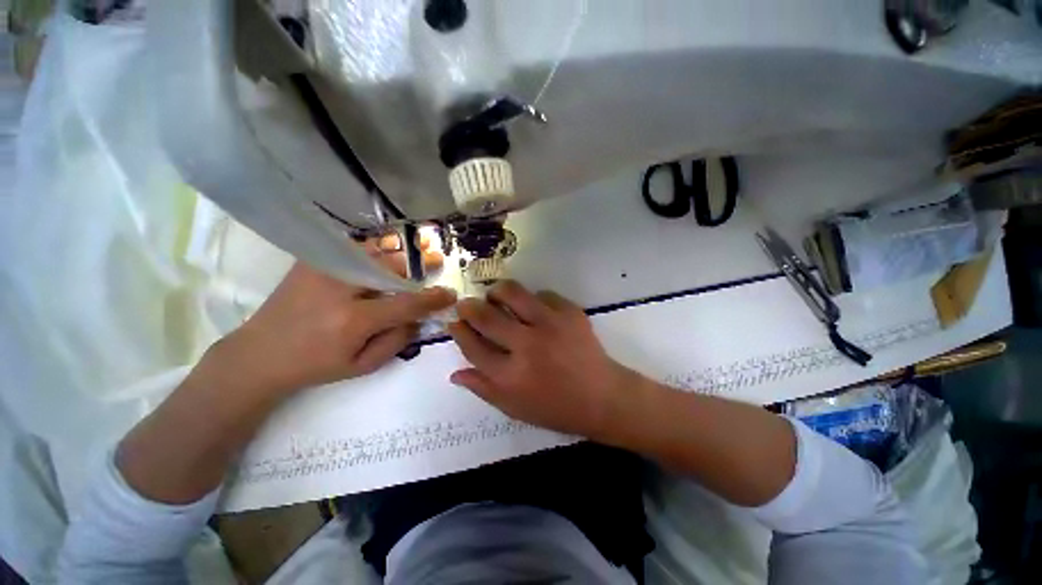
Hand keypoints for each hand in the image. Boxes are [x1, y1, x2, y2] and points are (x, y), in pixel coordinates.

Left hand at [214, 238, 453, 397]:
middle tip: (436, 259)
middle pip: (392, 267)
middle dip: (419, 264)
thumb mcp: (362, 366)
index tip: (450, 294)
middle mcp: (340, 288)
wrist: (260, 353)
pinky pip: (353, 248)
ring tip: (418, 247)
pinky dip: (375, 247)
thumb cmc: (315, 365)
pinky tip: (386, 249)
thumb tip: (418, 317)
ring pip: (374, 251)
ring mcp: (323, 269)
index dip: (433, 298)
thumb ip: (397, 340)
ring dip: (400, 251)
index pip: (406, 303)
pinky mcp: (312, 261)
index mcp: (354, 320)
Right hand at [447, 280, 639, 437]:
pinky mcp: (570, 312)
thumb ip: (483, 389)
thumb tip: (455, 373)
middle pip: (487, 317)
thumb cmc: (556, 408)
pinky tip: (534, 308)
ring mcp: (550, 325)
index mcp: (511, 376)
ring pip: (513, 293)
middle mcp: (527, 346)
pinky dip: (533, 299)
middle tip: (467, 304)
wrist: (602, 397)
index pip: (473, 347)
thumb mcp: (515, 408)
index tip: (455, 322)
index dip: (459, 332)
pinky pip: (543, 294)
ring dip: (498, 292)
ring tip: (496, 296)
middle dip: (469, 307)